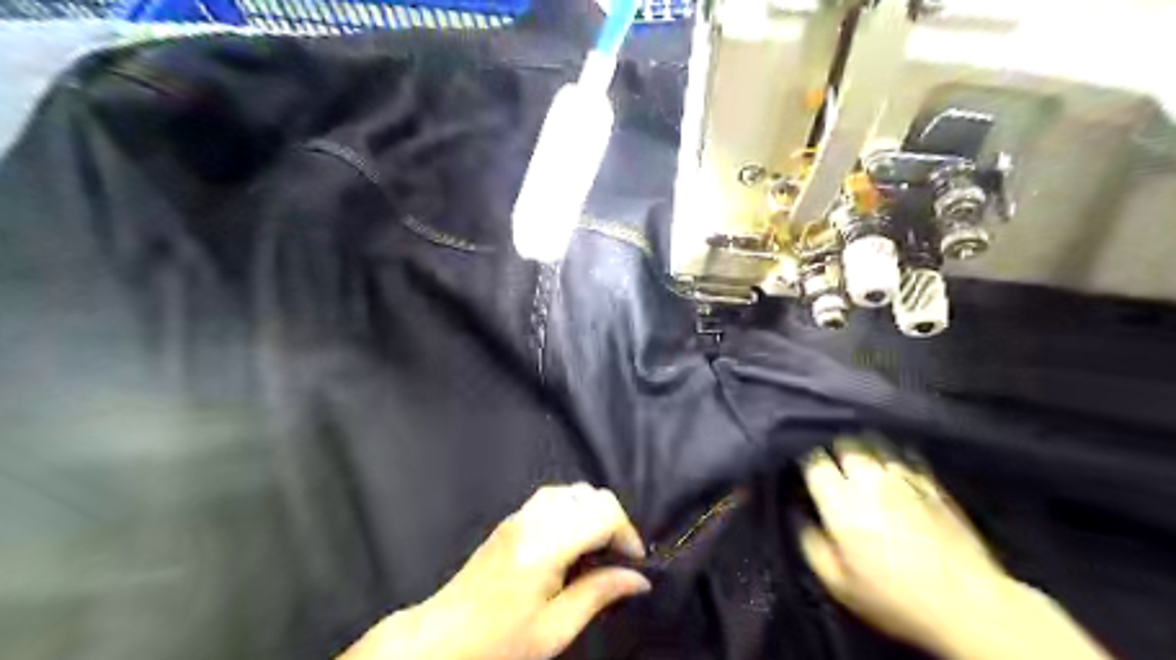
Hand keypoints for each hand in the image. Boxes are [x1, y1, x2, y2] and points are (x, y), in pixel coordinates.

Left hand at [341, 483, 650, 659]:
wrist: (442, 636)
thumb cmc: (498, 641)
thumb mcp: (554, 629)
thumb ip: (599, 594)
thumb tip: (639, 579)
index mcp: (545, 546)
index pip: (602, 514)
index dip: (627, 534)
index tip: (634, 563)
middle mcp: (533, 520)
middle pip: (591, 495)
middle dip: (614, 521)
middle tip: (617, 558)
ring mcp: (520, 515)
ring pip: (573, 490)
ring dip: (594, 512)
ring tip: (597, 548)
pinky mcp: (512, 519)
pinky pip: (554, 496)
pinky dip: (575, 508)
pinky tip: (573, 539)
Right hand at [799, 439, 1113, 659]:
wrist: (969, 606)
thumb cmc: (895, 598)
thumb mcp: (838, 583)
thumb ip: (812, 544)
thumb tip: (801, 517)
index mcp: (841, 500)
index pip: (815, 461)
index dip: (808, 465)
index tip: (808, 476)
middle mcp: (870, 480)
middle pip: (845, 445)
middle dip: (836, 454)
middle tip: (834, 471)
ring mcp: (905, 478)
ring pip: (875, 446)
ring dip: (865, 453)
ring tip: (863, 467)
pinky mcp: (934, 484)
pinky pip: (907, 458)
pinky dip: (894, 461)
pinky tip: (895, 474)